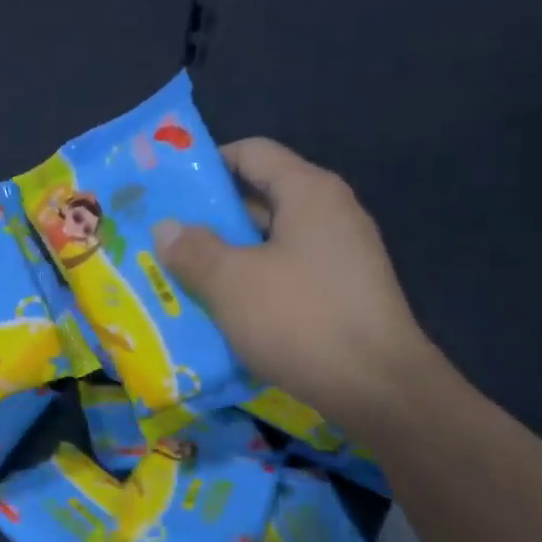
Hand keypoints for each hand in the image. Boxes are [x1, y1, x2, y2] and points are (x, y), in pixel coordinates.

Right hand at [155, 138, 437, 433]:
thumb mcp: (232, 282)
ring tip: (181, 276)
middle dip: (210, 219)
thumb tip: (166, 227)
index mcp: (309, 192)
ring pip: (270, 243)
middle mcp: (330, 214)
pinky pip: (286, 274)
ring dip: (227, 256)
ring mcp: (340, 256)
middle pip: (261, 198)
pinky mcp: (341, 293)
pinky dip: (252, 283)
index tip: (168, 190)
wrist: (377, 388)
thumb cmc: (300, 319)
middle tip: (164, 239)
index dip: (207, 164)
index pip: (252, 153)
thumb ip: (193, 249)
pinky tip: (221, 309)